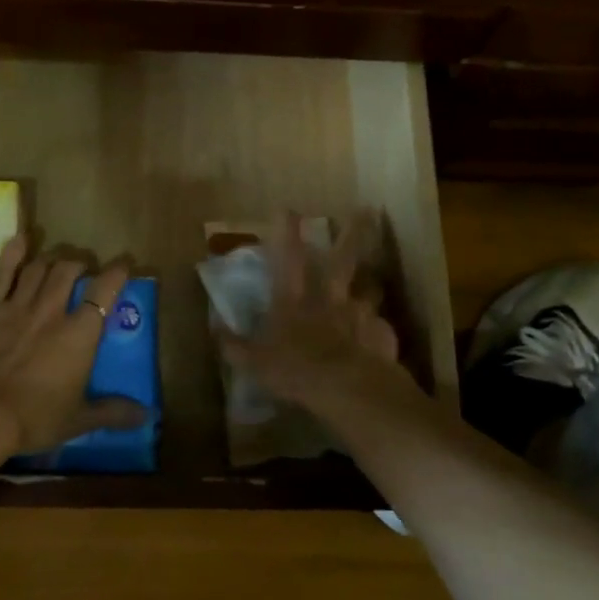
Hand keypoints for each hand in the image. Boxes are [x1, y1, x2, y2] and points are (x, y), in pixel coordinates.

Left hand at [0, 235, 147, 455]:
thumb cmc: (33, 418)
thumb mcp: (78, 420)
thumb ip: (113, 412)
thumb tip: (147, 416)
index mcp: (80, 335)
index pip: (105, 292)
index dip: (116, 274)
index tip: (123, 264)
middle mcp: (52, 311)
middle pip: (69, 271)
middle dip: (80, 262)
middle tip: (83, 266)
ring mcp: (18, 305)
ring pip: (39, 267)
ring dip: (52, 258)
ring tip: (57, 259)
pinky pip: (2, 272)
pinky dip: (13, 252)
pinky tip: (21, 239)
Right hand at [216, 211, 413, 416]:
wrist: (347, 390)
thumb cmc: (295, 371)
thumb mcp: (253, 363)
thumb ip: (234, 345)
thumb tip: (216, 330)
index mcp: (294, 301)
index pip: (288, 259)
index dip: (287, 233)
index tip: (289, 209)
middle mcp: (330, 299)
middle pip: (343, 260)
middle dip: (353, 234)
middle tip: (366, 211)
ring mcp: (360, 315)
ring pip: (371, 289)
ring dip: (372, 283)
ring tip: (374, 280)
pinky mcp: (382, 336)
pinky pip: (381, 328)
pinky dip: (379, 329)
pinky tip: (379, 335)